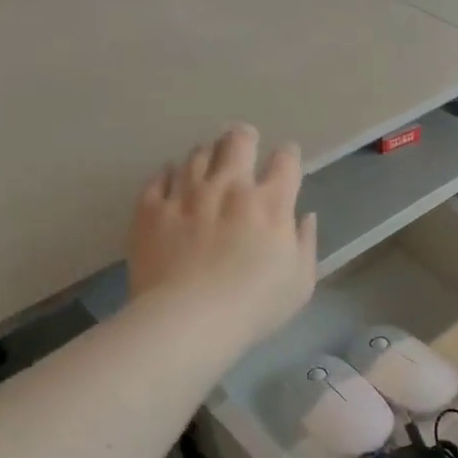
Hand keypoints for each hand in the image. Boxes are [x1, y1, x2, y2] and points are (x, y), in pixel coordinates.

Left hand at [127, 125, 318, 349]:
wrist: (188, 320)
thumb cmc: (253, 305)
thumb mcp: (300, 282)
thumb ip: (306, 243)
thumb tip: (305, 216)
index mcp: (270, 203)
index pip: (285, 162)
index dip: (288, 155)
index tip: (287, 159)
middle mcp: (229, 187)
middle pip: (238, 142)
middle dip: (245, 137)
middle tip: (245, 141)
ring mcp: (187, 194)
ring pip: (197, 154)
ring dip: (207, 153)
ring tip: (208, 159)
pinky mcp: (152, 209)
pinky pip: (159, 178)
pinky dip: (168, 174)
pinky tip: (171, 179)